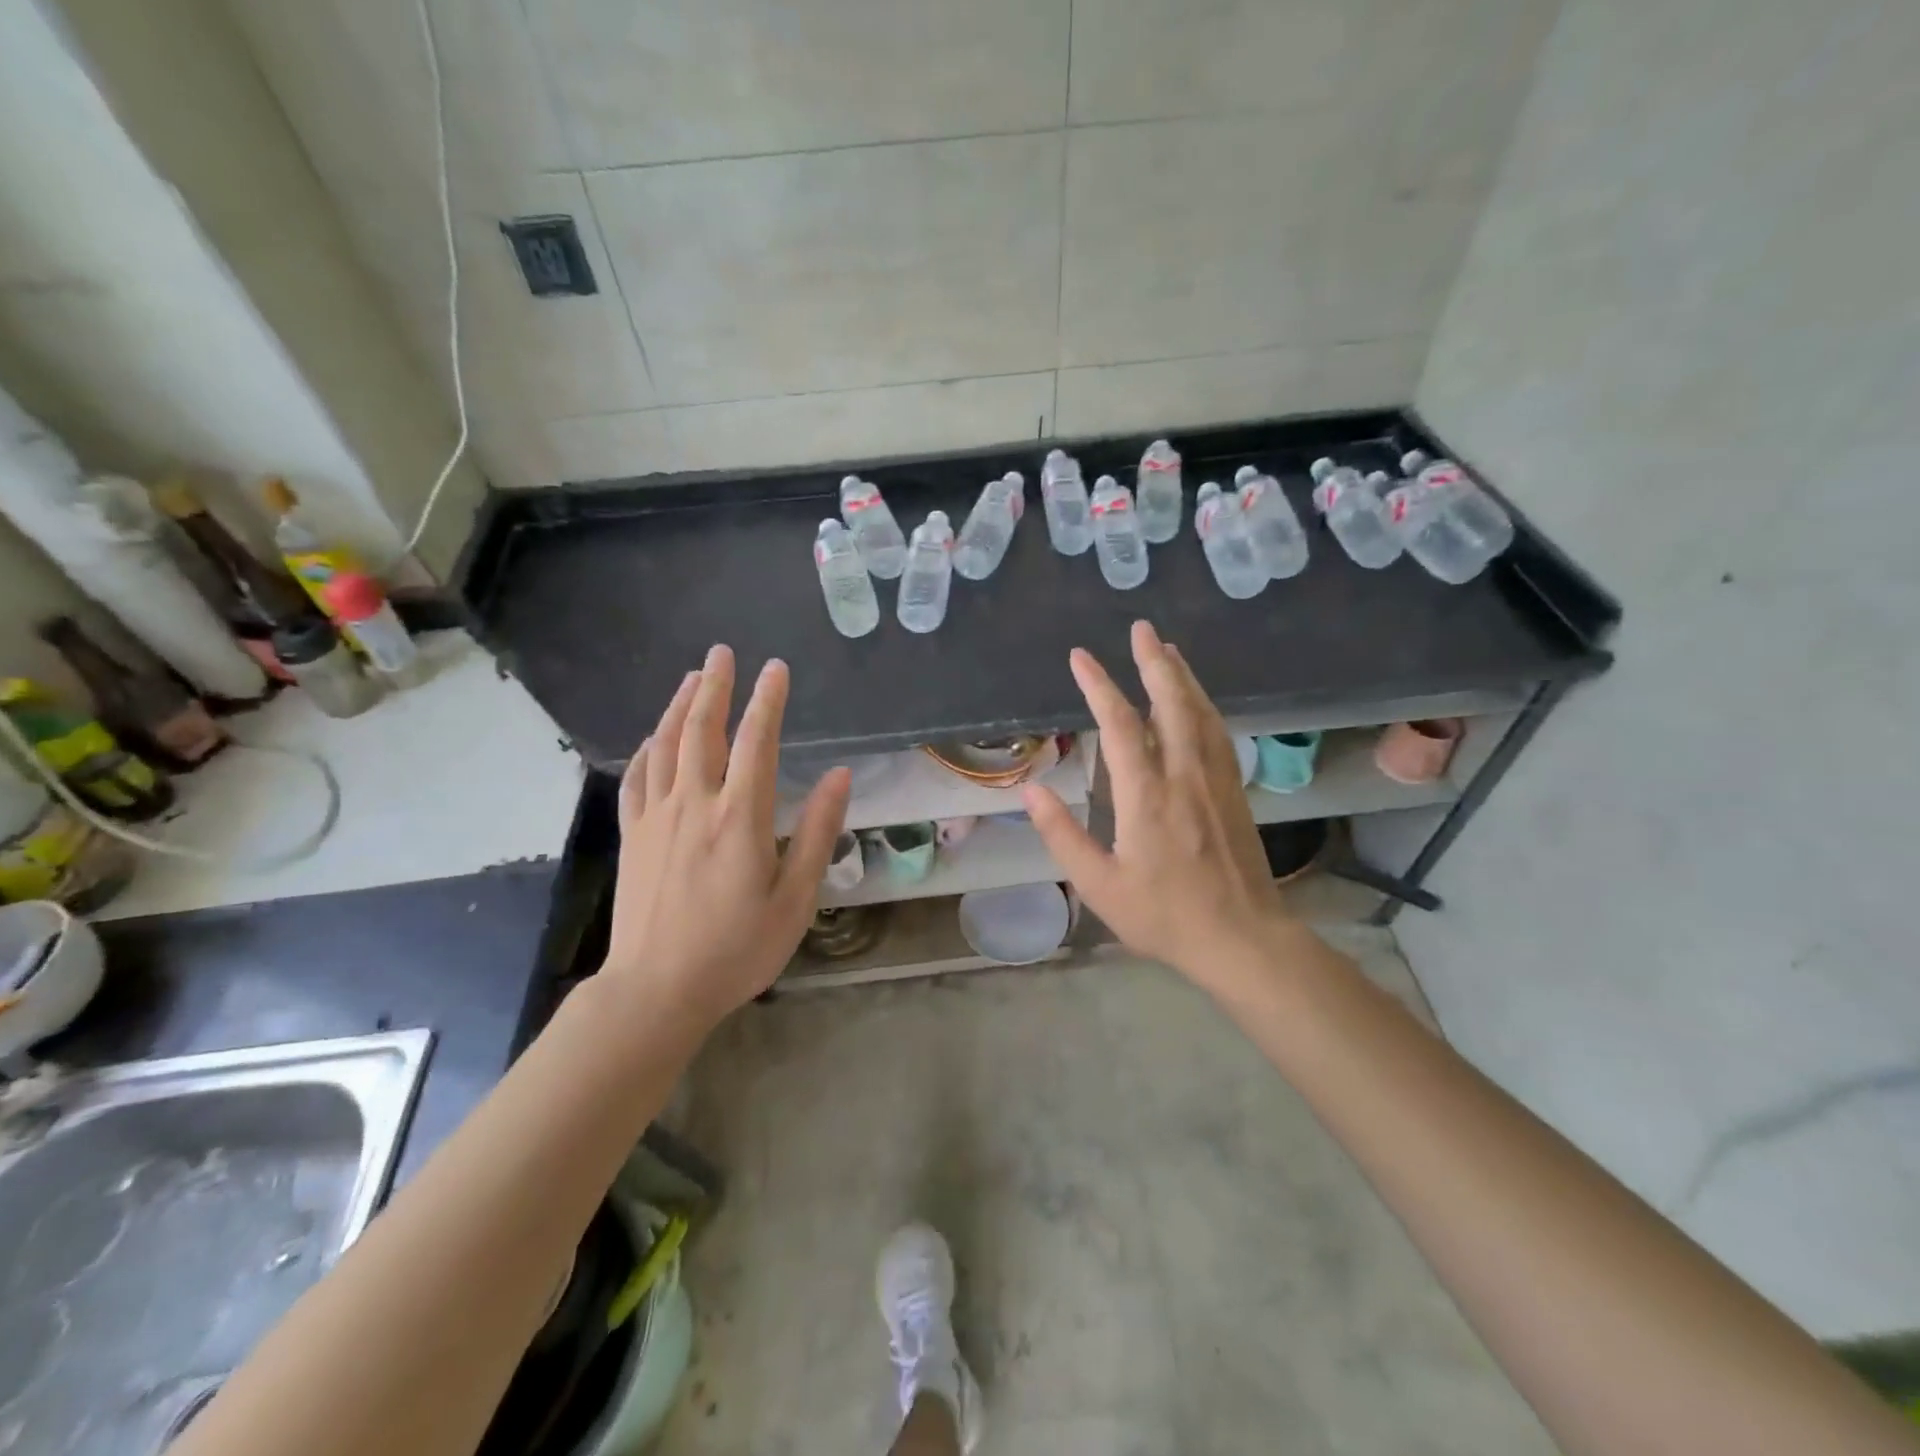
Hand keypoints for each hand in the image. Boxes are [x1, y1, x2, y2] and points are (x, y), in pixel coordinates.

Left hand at [602, 645, 849, 1032]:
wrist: (655, 991)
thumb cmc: (736, 949)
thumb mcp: (794, 899)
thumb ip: (817, 833)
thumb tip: (839, 776)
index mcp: (739, 818)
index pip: (756, 741)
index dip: (767, 700)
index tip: (776, 668)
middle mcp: (694, 805)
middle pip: (701, 729)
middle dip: (714, 686)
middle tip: (722, 652)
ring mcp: (656, 819)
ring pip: (665, 746)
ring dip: (678, 706)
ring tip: (690, 677)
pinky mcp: (633, 837)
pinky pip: (637, 780)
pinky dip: (646, 750)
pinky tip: (651, 738)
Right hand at [1023, 620, 1292, 992]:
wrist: (1243, 938)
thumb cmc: (1164, 916)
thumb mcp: (1099, 885)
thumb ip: (1063, 835)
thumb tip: (1031, 790)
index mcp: (1147, 796)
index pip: (1120, 725)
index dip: (1099, 686)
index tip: (1080, 657)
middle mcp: (1184, 775)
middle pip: (1171, 704)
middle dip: (1153, 662)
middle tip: (1141, 628)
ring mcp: (1216, 780)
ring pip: (1200, 713)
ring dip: (1182, 677)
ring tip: (1167, 649)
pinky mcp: (1234, 791)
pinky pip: (1218, 733)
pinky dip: (1204, 706)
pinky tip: (1197, 701)